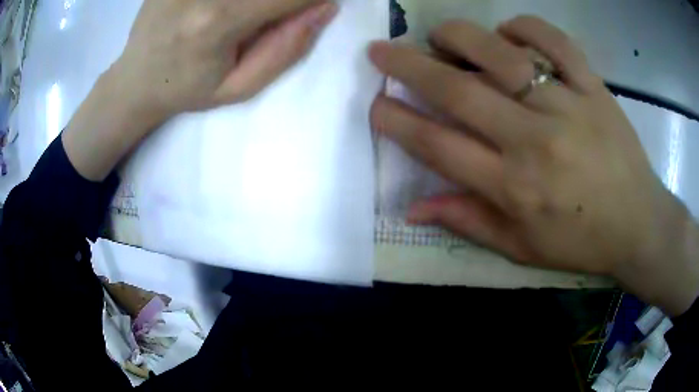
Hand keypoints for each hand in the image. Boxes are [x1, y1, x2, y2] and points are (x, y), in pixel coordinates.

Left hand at [116, 0, 337, 118]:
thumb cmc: (187, 89)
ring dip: (255, 1)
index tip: (315, 7)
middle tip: (269, 16)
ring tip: (246, 17)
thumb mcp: (240, 87)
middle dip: (281, 1)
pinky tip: (224, 9)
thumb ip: (287, 48)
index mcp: (218, 21)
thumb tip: (326, 6)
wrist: (136, 80)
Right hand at [369, 16, 698, 314]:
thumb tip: (412, 208)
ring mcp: (568, 106)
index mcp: (514, 187)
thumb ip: (468, 222)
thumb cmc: (581, 241)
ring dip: (460, 38)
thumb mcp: (522, 249)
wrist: (639, 224)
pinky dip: (525, 27)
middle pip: (459, 91)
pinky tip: (510, 32)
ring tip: (440, 36)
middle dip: (408, 66)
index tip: (374, 104)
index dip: (397, 122)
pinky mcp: (594, 87)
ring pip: (502, 54)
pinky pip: (555, 41)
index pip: (439, 146)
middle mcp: (535, 140)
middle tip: (380, 50)